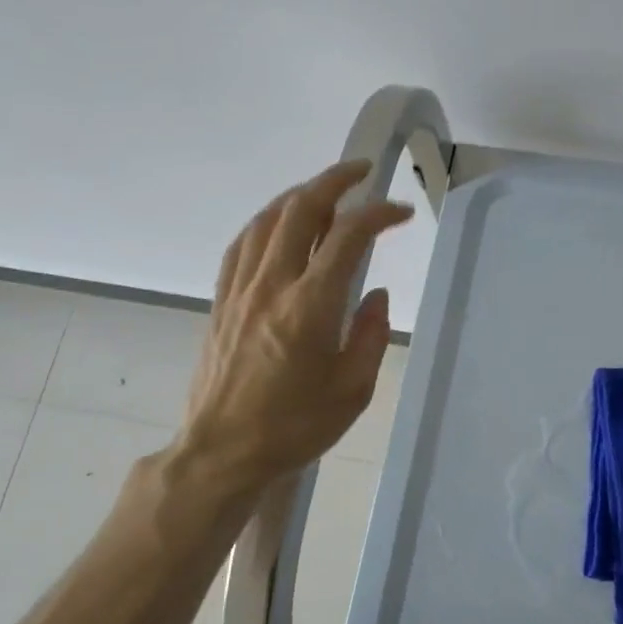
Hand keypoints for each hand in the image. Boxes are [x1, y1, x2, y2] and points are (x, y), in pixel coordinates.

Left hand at [174, 159, 412, 494]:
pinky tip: (278, 224)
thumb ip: (370, 336)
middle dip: (334, 181)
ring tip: (325, 192)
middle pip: (301, 210)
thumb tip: (375, 296)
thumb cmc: (294, 426)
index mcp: (310, 307)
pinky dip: (266, 222)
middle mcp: (272, 285)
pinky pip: (242, 245)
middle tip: (362, 172)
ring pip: (268, 220)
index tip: (401, 212)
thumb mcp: (352, 391)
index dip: (378, 214)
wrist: (222, 451)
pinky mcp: (221, 301)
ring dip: (299, 196)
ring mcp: (240, 290)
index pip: (348, 238)